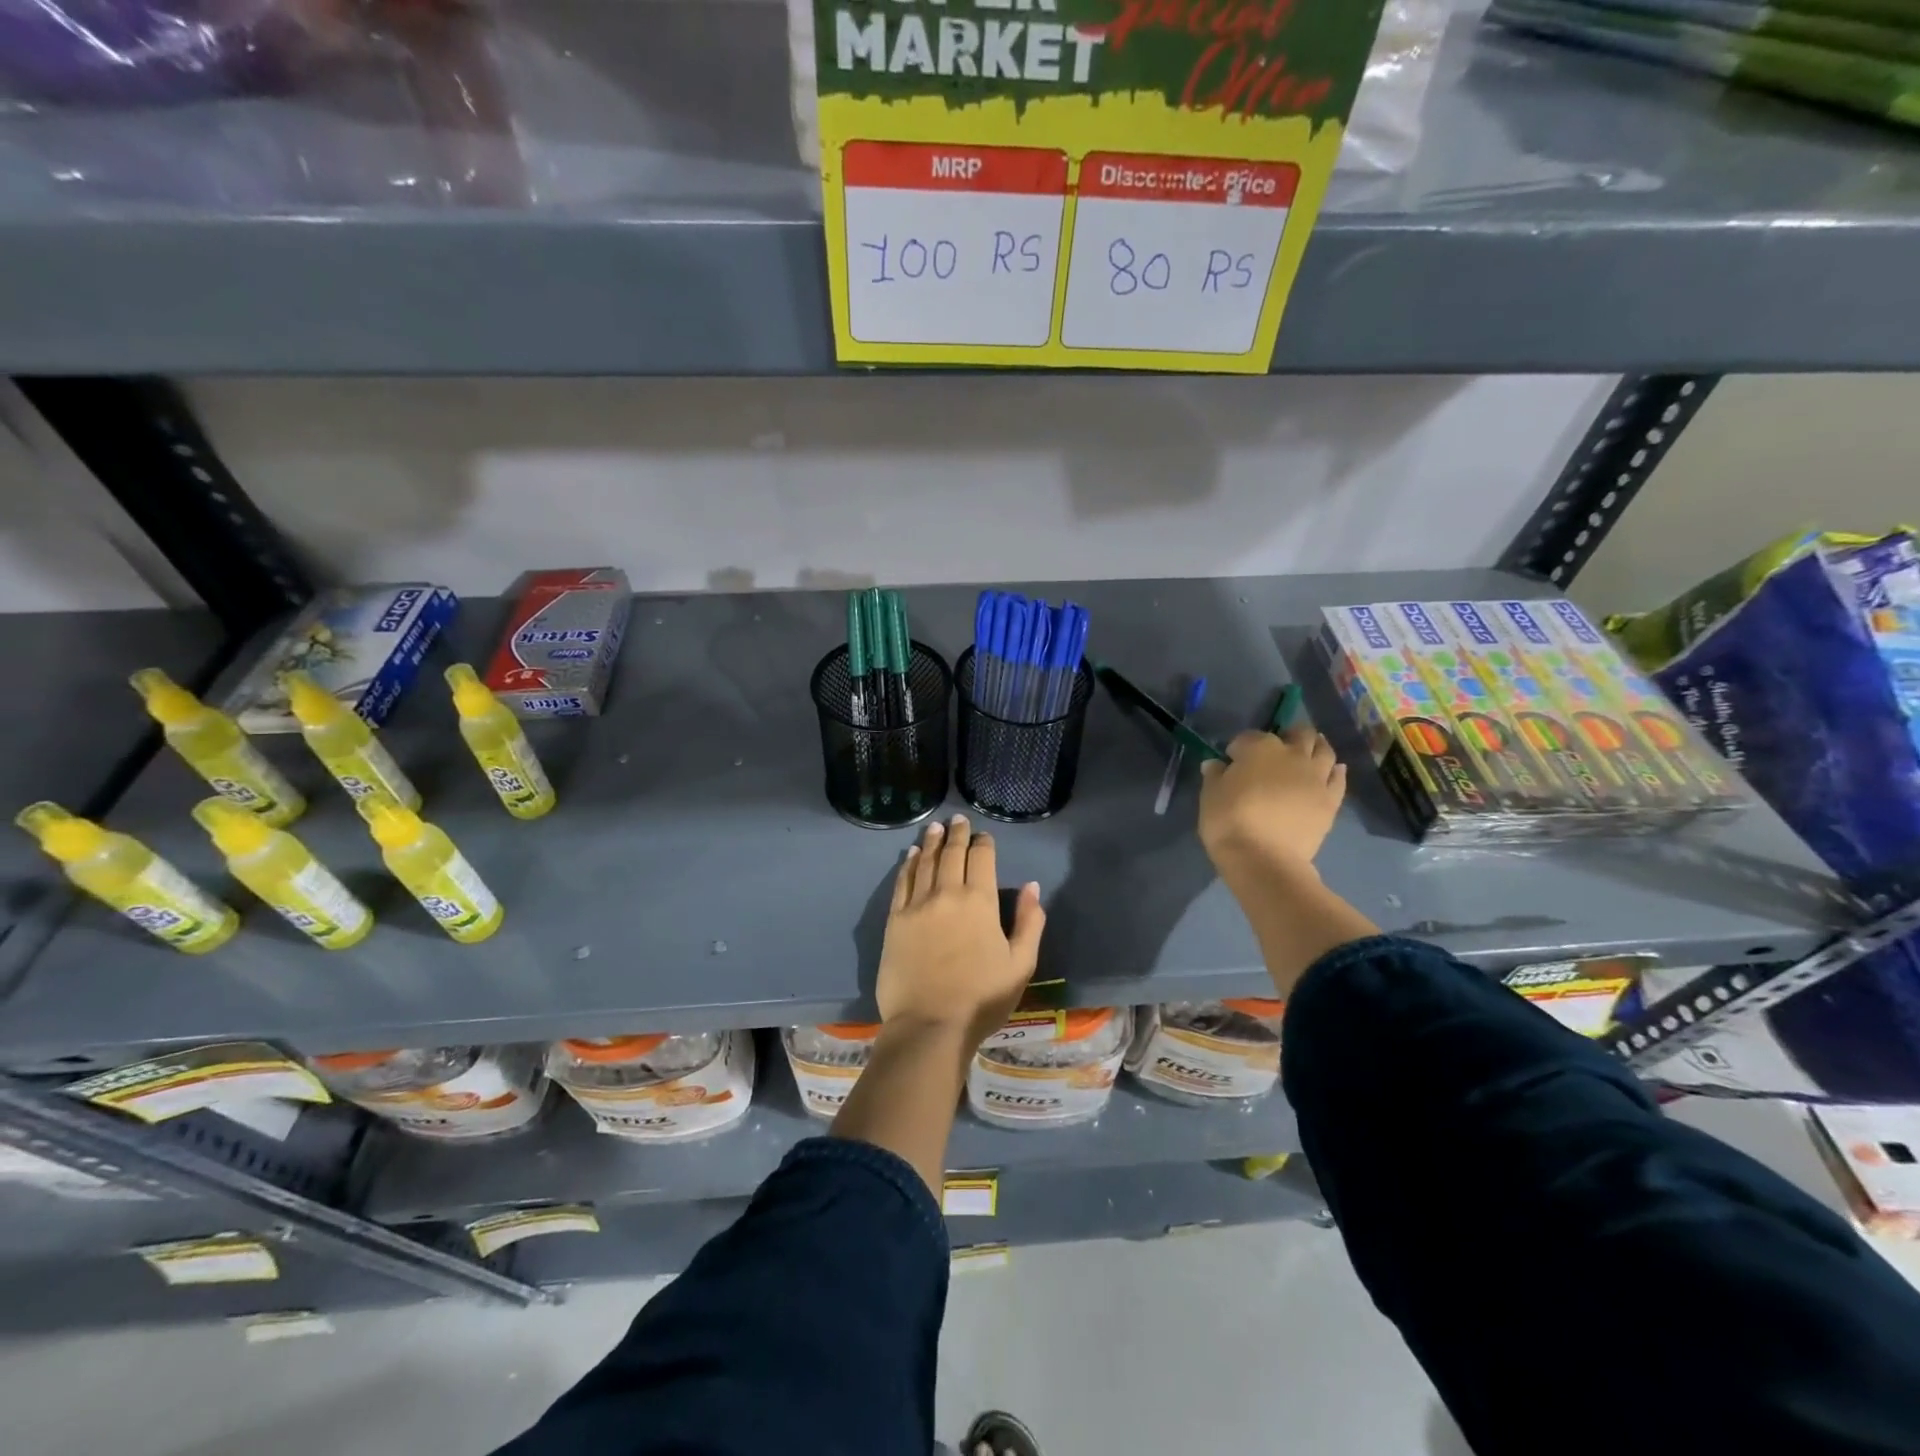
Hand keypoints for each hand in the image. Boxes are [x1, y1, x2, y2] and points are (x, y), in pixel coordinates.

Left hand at [877, 814, 1044, 1045]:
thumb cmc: (982, 998)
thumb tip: (1032, 887)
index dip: (983, 843)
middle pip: (952, 854)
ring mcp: (917, 905)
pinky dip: (909, 864)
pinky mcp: (895, 920)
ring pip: (926, 863)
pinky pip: (902, 883)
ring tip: (936, 827)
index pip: (981, 858)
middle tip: (958, 820)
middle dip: (957, 834)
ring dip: (933, 842)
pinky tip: (912, 854)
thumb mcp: (1021, 964)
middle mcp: (947, 893)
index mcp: (980, 901)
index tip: (984, 835)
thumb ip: (1029, 922)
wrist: (930, 1025)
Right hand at [1198, 724, 1345, 881]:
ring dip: (1316, 746)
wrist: (1263, 859)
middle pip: (1298, 734)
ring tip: (1309, 751)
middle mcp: (1293, 755)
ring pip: (1324, 750)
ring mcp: (1316, 777)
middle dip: (1287, 736)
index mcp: (1259, 748)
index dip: (1238, 747)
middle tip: (1276, 748)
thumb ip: (1214, 775)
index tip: (1231, 760)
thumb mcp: (1210, 795)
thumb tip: (1215, 764)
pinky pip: (1338, 779)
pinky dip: (1335, 771)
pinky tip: (1333, 770)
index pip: (1248, 737)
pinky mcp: (1330, 800)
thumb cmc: (1229, 821)